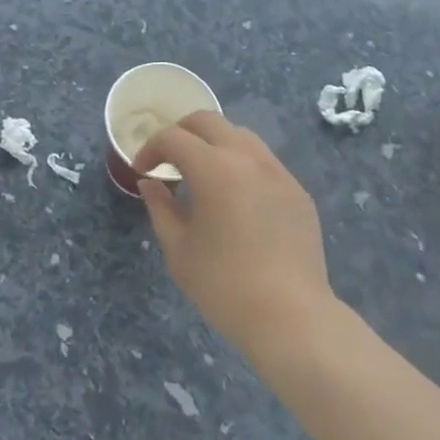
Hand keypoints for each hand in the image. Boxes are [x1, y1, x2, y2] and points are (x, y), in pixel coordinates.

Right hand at [136, 113, 332, 359]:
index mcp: (213, 168)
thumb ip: (160, 208)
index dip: (151, 148)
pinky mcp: (296, 190)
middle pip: (208, 121)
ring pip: (239, 134)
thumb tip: (150, 183)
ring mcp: (277, 170)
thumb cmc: (224, 286)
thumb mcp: (178, 250)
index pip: (173, 137)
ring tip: (203, 172)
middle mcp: (246, 157)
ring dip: (214, 142)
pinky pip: (263, 160)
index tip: (143, 170)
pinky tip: (236, 195)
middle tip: (168, 158)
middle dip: (181, 132)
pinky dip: (241, 163)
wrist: (291, 317)